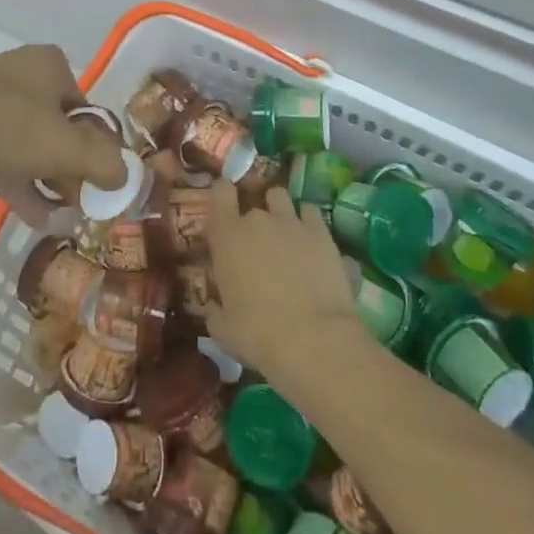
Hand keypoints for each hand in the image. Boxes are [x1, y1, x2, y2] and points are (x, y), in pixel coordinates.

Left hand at [0, 45, 125, 222]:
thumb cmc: (9, 126)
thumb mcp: (66, 146)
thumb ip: (103, 162)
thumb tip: (124, 177)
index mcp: (50, 65)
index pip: (87, 108)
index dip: (98, 146)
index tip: (100, 180)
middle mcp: (24, 74)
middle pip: (60, 127)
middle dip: (72, 167)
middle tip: (81, 201)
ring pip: (31, 142)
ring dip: (48, 178)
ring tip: (62, 213)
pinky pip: (4, 152)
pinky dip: (20, 180)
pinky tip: (34, 215)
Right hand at [204, 181, 360, 382]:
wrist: (314, 341)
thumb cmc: (259, 335)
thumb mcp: (223, 330)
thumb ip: (214, 311)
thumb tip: (213, 308)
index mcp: (226, 236)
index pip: (220, 192)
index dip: (223, 196)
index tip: (226, 209)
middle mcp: (257, 220)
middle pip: (252, 203)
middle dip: (253, 221)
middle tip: (257, 245)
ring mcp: (291, 222)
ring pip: (280, 197)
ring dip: (278, 211)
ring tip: (284, 233)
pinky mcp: (321, 233)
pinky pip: (310, 211)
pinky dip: (307, 221)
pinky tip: (310, 240)